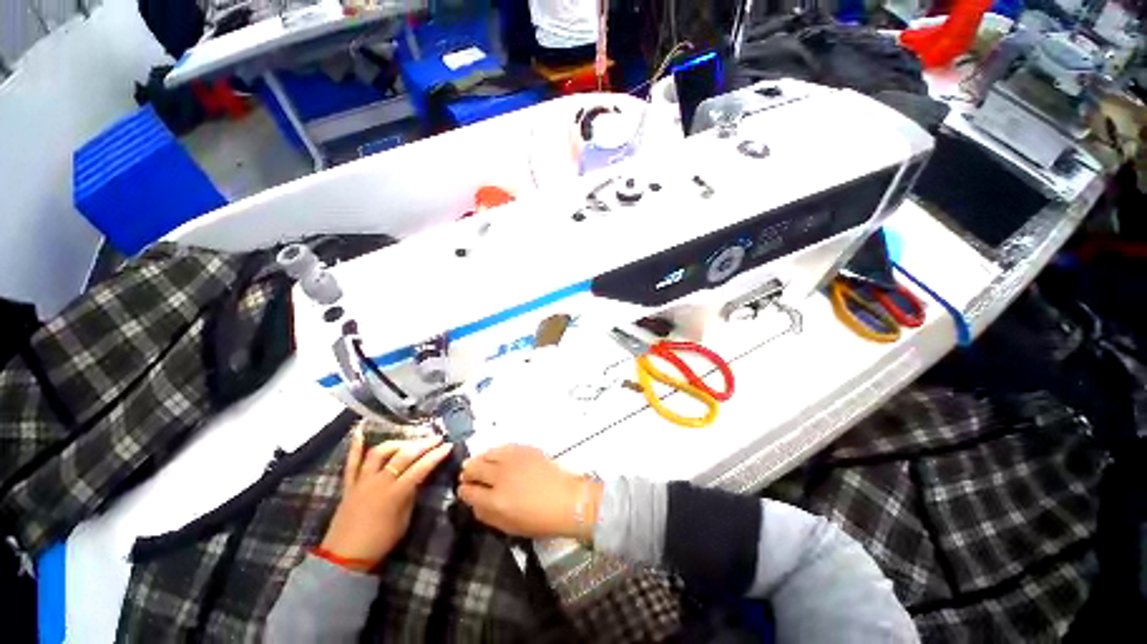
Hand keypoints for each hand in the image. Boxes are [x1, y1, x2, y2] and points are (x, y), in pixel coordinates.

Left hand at [320, 431, 452, 568]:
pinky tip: (359, 430)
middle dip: (423, 444)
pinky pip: (351, 462)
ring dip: (397, 443)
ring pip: (380, 452)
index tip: (448, 446)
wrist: (344, 557)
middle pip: (404, 456)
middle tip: (436, 438)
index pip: (421, 468)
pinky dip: (355, 445)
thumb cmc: (380, 542)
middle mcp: (379, 482)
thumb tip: (419, 478)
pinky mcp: (349, 484)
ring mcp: (362, 481)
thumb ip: (411, 495)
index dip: (436, 455)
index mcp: (395, 493)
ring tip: (409, 441)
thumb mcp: (404, 520)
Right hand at [458, 444, 601, 539]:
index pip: (467, 491)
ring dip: (481, 460)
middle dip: (468, 472)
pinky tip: (499, 458)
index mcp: (495, 500)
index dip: (463, 491)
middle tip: (470, 476)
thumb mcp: (508, 527)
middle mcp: (500, 475)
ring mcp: (513, 459)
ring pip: (487, 453)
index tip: (464, 490)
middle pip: (473, 467)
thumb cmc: (538, 519)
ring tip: (482, 466)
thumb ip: (486, 515)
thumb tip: (473, 502)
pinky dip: (496, 452)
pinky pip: (503, 447)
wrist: (566, 500)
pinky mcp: (525, 449)